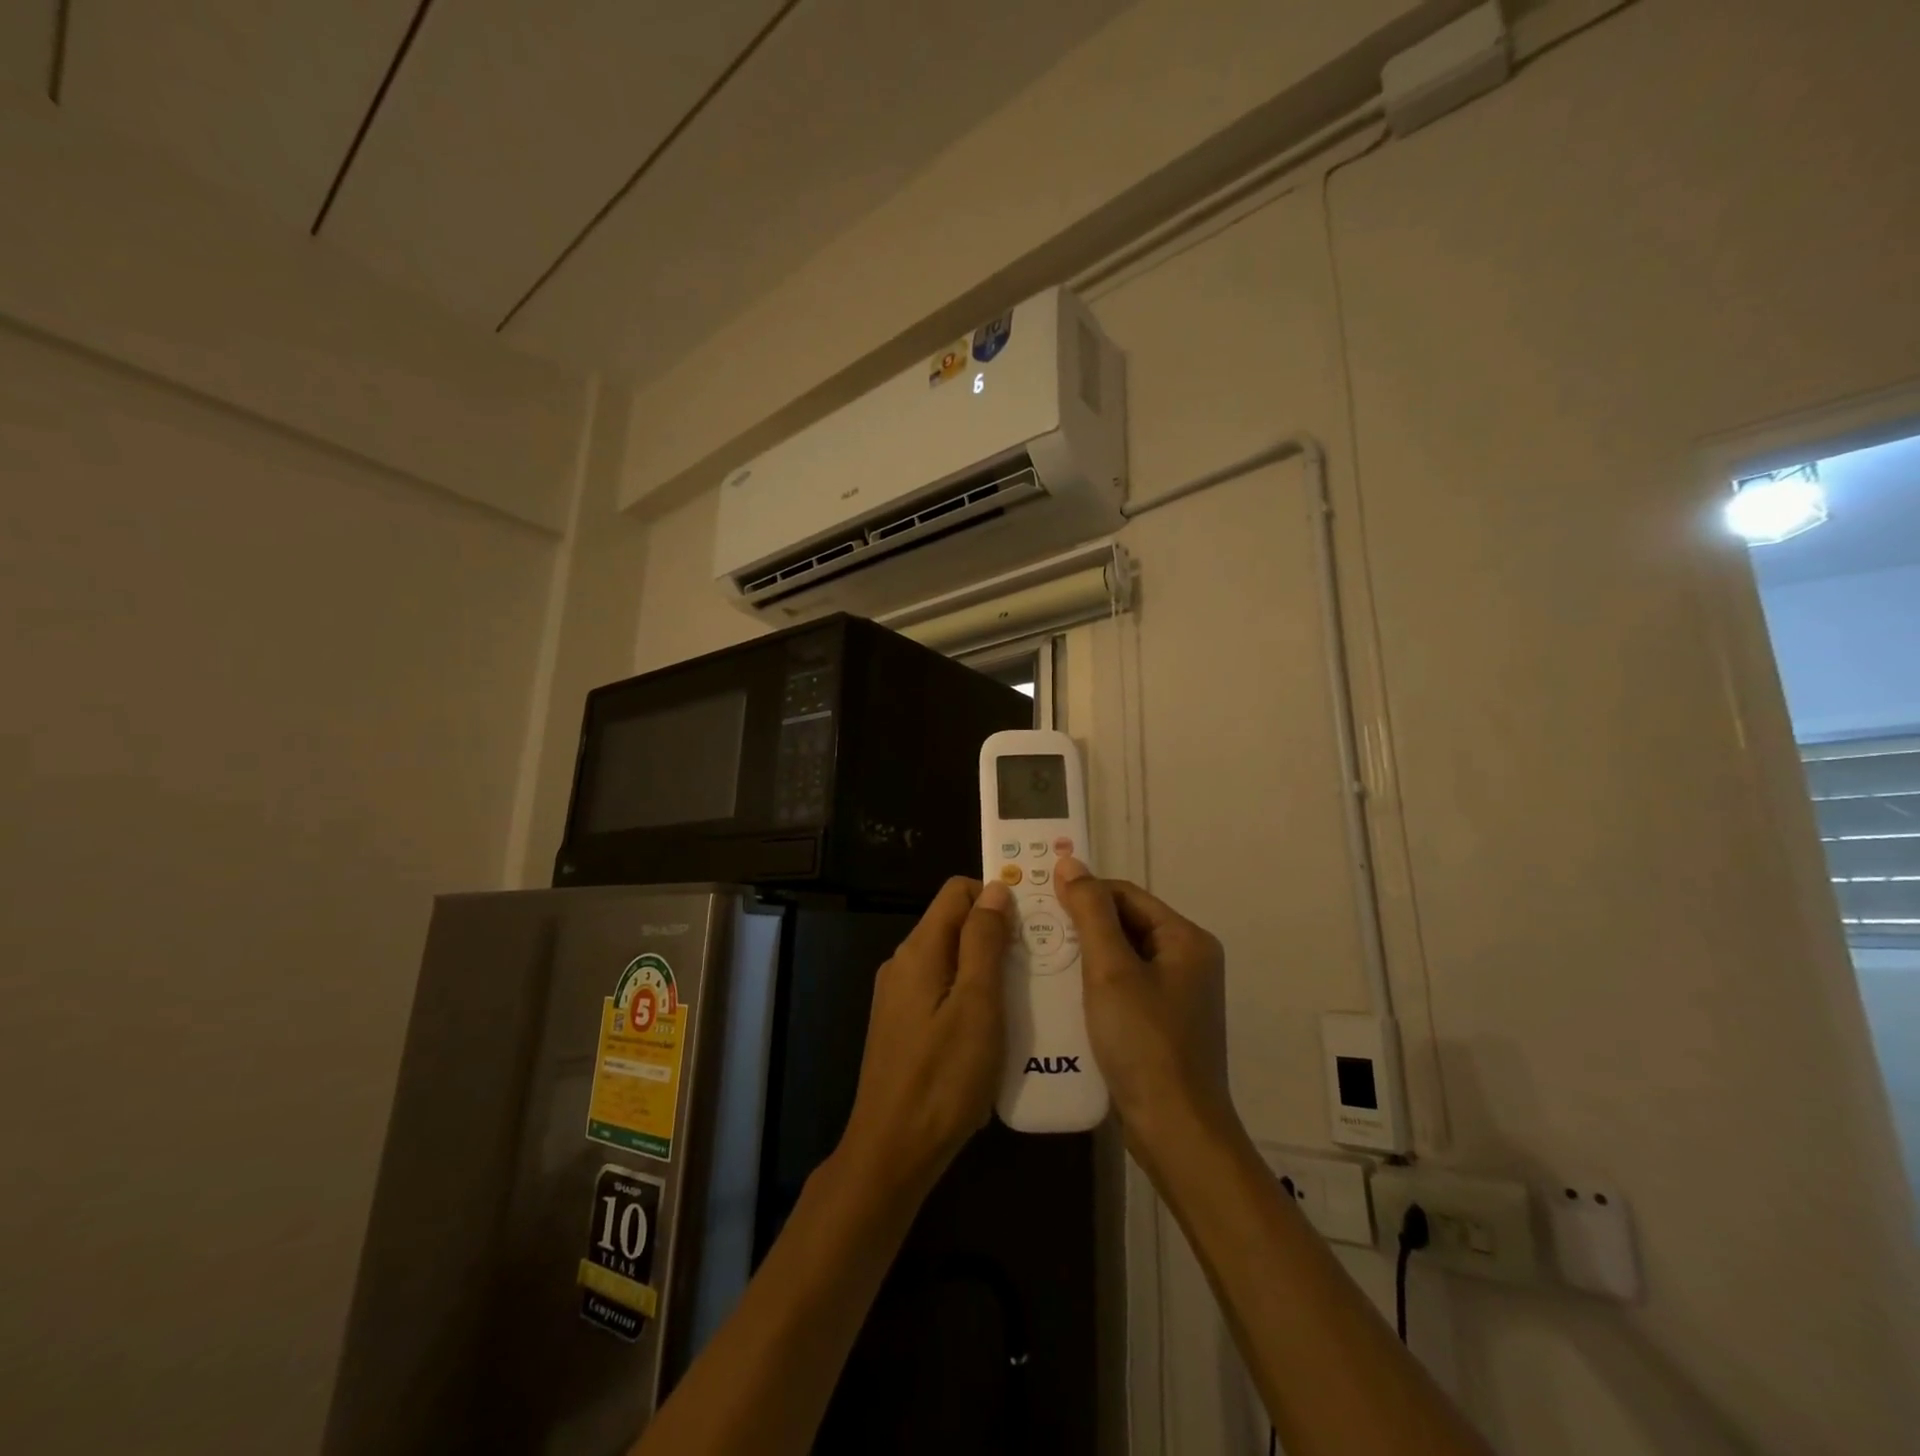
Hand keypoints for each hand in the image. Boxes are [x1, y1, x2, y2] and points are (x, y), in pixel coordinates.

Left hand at [835, 877, 1010, 1197]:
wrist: (893, 1150)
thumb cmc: (944, 1077)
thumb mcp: (977, 1005)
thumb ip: (984, 942)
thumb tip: (995, 889)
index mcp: (919, 950)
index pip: (956, 891)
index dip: (994, 896)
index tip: (1031, 922)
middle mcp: (903, 963)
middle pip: (953, 923)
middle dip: (995, 933)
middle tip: (1037, 961)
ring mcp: (899, 995)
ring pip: (950, 958)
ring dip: (986, 966)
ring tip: (1024, 992)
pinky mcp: (902, 1023)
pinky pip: (941, 988)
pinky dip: (970, 993)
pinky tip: (995, 1024)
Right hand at [1053, 859, 1237, 1163]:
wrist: (1175, 1133)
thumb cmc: (1144, 1043)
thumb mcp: (1111, 970)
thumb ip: (1090, 913)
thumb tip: (1070, 863)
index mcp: (1186, 940)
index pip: (1126, 894)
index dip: (1083, 892)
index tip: (1039, 900)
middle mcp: (1187, 961)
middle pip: (1124, 924)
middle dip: (1079, 925)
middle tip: (1033, 930)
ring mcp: (1176, 995)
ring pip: (1120, 957)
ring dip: (1082, 955)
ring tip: (1039, 958)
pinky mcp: (1161, 1024)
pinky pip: (1122, 987)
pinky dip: (1092, 984)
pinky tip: (1060, 993)